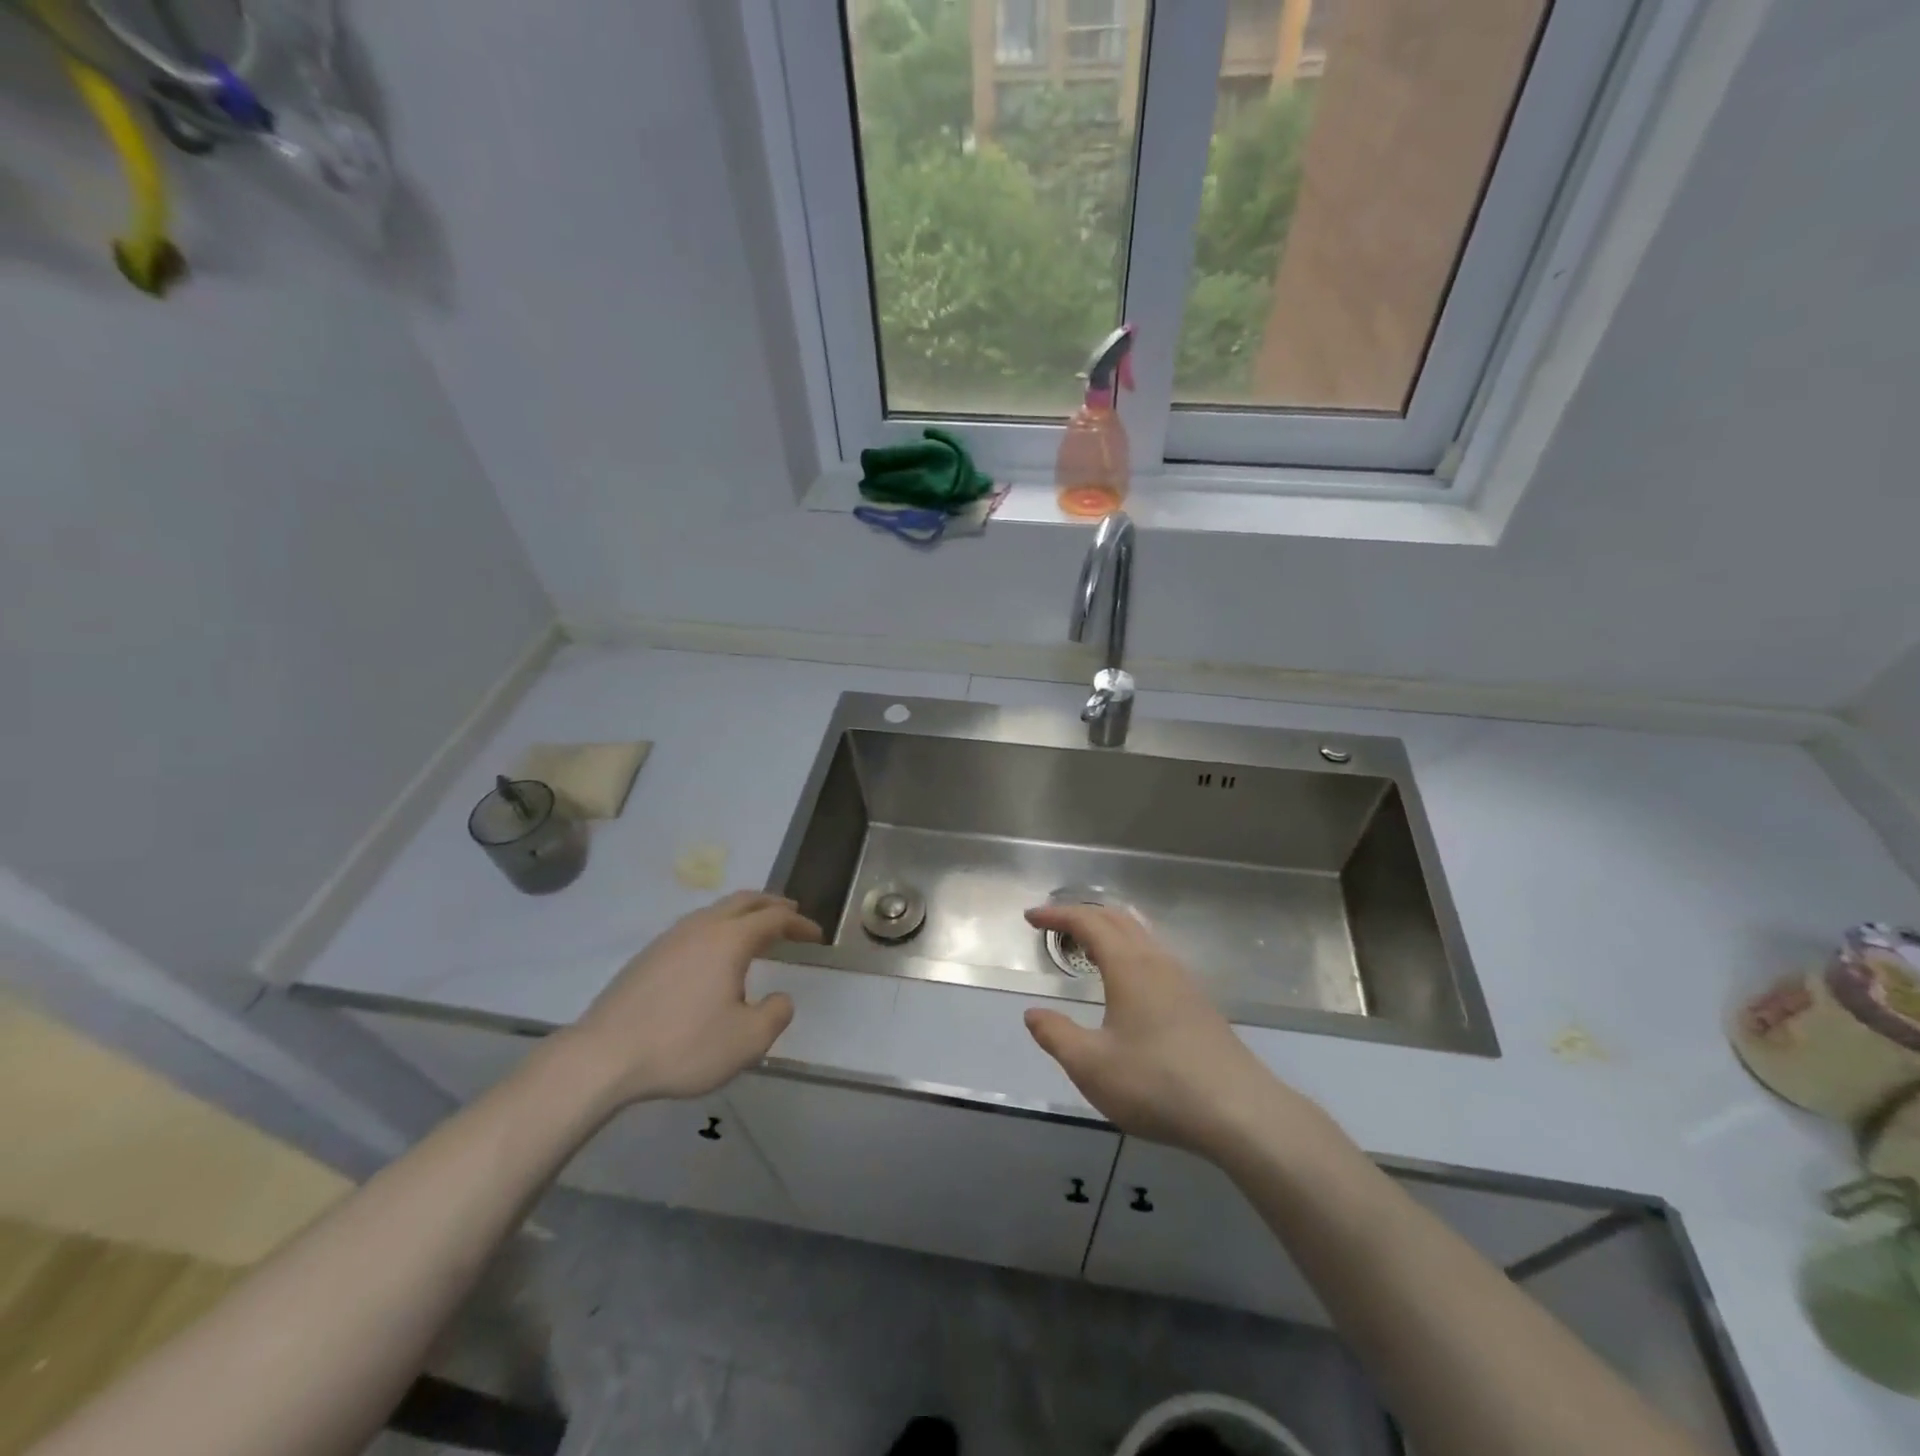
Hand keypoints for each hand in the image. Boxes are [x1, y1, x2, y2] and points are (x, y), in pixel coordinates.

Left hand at [564, 891, 821, 1105]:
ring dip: (743, 913)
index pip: (775, 918)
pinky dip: (719, 927)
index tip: (816, 935)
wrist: (603, 1056)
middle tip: (791, 913)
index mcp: (730, 940)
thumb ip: (775, 1015)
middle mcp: (702, 927)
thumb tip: (780, 998)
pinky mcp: (648, 955)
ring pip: (716, 910)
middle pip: (744, 900)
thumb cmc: (683, 1046)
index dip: (799, 923)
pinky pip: (695, 926)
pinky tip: (714, 954)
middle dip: (772, 904)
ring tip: (755, 930)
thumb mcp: (747, 1041)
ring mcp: (670, 938)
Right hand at [1023, 904, 1320, 1161]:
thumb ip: (1057, 1035)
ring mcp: (1183, 980)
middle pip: (1117, 919)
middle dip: (1082, 915)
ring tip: (1086, 946)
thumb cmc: (1157, 1083)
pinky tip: (1126, 980)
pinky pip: (1155, 955)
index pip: (1088, 922)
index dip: (1057, 915)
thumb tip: (1033, 1013)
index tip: (1031, 917)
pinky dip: (1129, 949)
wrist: (1240, 1112)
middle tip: (1053, 926)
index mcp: (1129, 966)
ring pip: (1141, 935)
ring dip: (1109, 930)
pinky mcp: (1198, 1002)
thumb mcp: (1091, 1066)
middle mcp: (1157, 961)